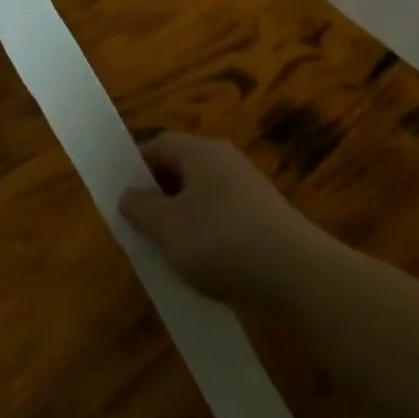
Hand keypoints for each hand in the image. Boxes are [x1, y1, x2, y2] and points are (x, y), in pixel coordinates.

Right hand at [119, 134, 323, 305]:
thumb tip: (129, 194)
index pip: (158, 144)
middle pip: (182, 168)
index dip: (135, 166)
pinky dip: (208, 233)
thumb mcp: (166, 226)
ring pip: (203, 194)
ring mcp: (249, 187)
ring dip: (182, 217)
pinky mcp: (265, 216)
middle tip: (140, 226)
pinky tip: (204, 263)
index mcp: (200, 151)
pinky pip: (223, 216)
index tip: (122, 197)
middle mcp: (226, 160)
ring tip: (170, 250)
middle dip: (158, 194)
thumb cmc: (220, 240)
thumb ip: (140, 207)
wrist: (296, 273)